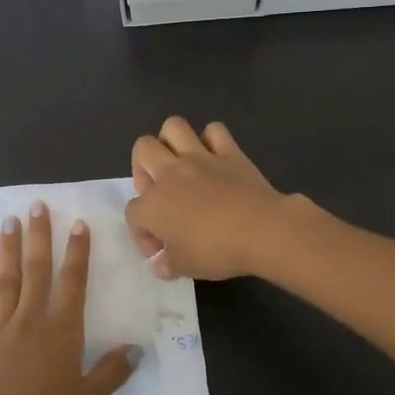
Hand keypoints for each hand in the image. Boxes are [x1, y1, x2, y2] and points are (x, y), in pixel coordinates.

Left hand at [0, 203, 138, 394]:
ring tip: (6, 224)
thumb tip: (136, 349)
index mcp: (60, 330)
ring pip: (4, 286)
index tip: (77, 223)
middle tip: (35, 206)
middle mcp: (29, 321)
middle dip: (38, 237)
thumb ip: (112, 371)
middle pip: (35, 271)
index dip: (77, 252)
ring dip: (6, 254)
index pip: (72, 282)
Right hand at [126, 117, 297, 280]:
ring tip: (179, 164)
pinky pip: (214, 132)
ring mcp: (200, 157)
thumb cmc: (217, 251)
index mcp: (153, 204)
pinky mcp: (229, 152)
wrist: (261, 230)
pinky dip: (211, 140)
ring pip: (173, 126)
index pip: (133, 213)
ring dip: (171, 142)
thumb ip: (168, 264)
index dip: (142, 233)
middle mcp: (170, 173)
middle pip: (142, 150)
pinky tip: (214, 158)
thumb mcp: (185, 268)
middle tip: (159, 192)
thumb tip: (161, 264)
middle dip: (143, 168)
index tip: (161, 251)